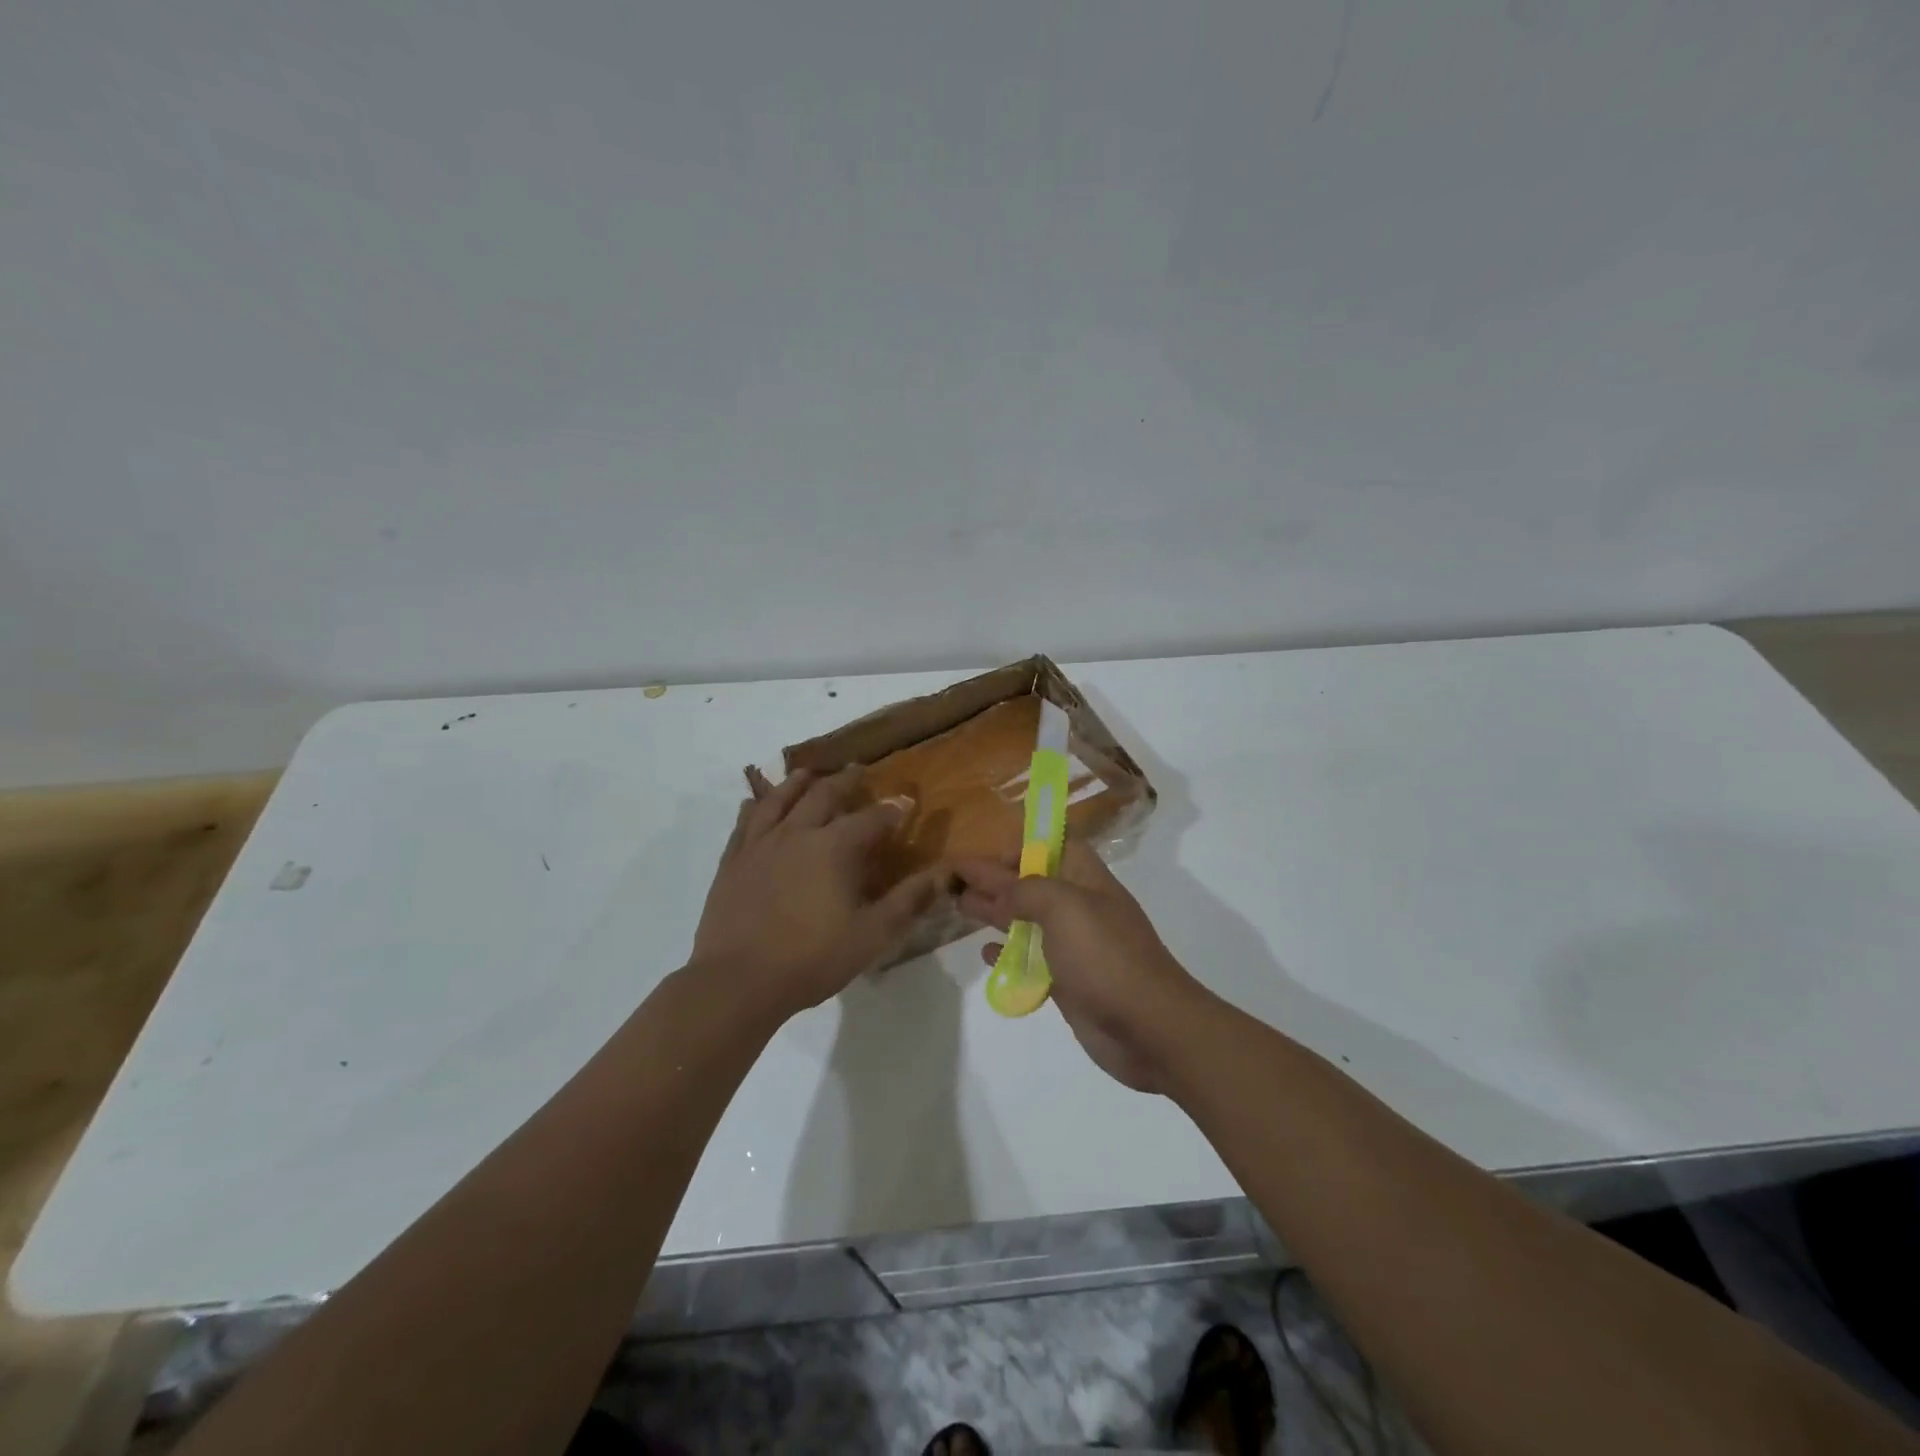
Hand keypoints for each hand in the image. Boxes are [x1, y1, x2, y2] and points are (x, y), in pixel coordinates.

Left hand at [693, 766, 941, 1019]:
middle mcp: (798, 833)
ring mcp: (760, 844)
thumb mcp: (872, 935)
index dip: (892, 809)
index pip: (871, 818)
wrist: (738, 980)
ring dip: (797, 783)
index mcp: (835, 848)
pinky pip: (745, 822)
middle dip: (845, 781)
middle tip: (857, 770)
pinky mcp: (733, 860)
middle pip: (823, 795)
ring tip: (808, 774)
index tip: (906, 801)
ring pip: (780, 799)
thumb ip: (908, 901)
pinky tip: (755, 803)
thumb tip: (943, 874)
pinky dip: (755, 806)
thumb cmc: (812, 958)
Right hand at [953, 842, 1204, 1091]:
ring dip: (996, 913)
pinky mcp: (1068, 983)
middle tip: (955, 880)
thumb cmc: (1105, 956)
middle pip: (1033, 884)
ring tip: (961, 908)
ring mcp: (1075, 947)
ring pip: (1029, 921)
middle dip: (996, 879)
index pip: (1054, 847)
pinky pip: (1032, 960)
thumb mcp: (1064, 908)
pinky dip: (1009, 954)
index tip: (986, 858)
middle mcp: (1081, 908)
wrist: (1149, 1027)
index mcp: (1087, 880)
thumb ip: (1025, 891)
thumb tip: (997, 889)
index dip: (1022, 847)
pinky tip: (987, 953)